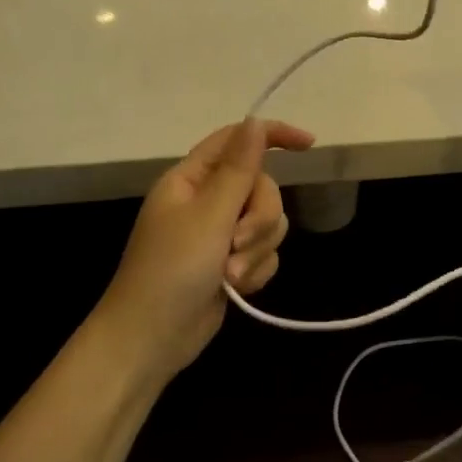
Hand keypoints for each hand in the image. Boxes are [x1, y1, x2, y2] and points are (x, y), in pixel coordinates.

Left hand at [96, 119, 313, 381]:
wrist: (152, 338)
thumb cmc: (172, 270)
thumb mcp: (209, 215)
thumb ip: (239, 168)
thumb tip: (255, 123)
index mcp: (192, 179)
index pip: (237, 140)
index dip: (273, 135)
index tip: (309, 144)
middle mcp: (207, 201)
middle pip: (261, 188)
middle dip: (260, 218)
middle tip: (237, 243)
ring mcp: (219, 235)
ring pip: (268, 224)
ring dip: (256, 251)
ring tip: (231, 276)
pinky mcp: (231, 264)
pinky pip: (264, 253)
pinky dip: (256, 270)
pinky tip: (238, 290)